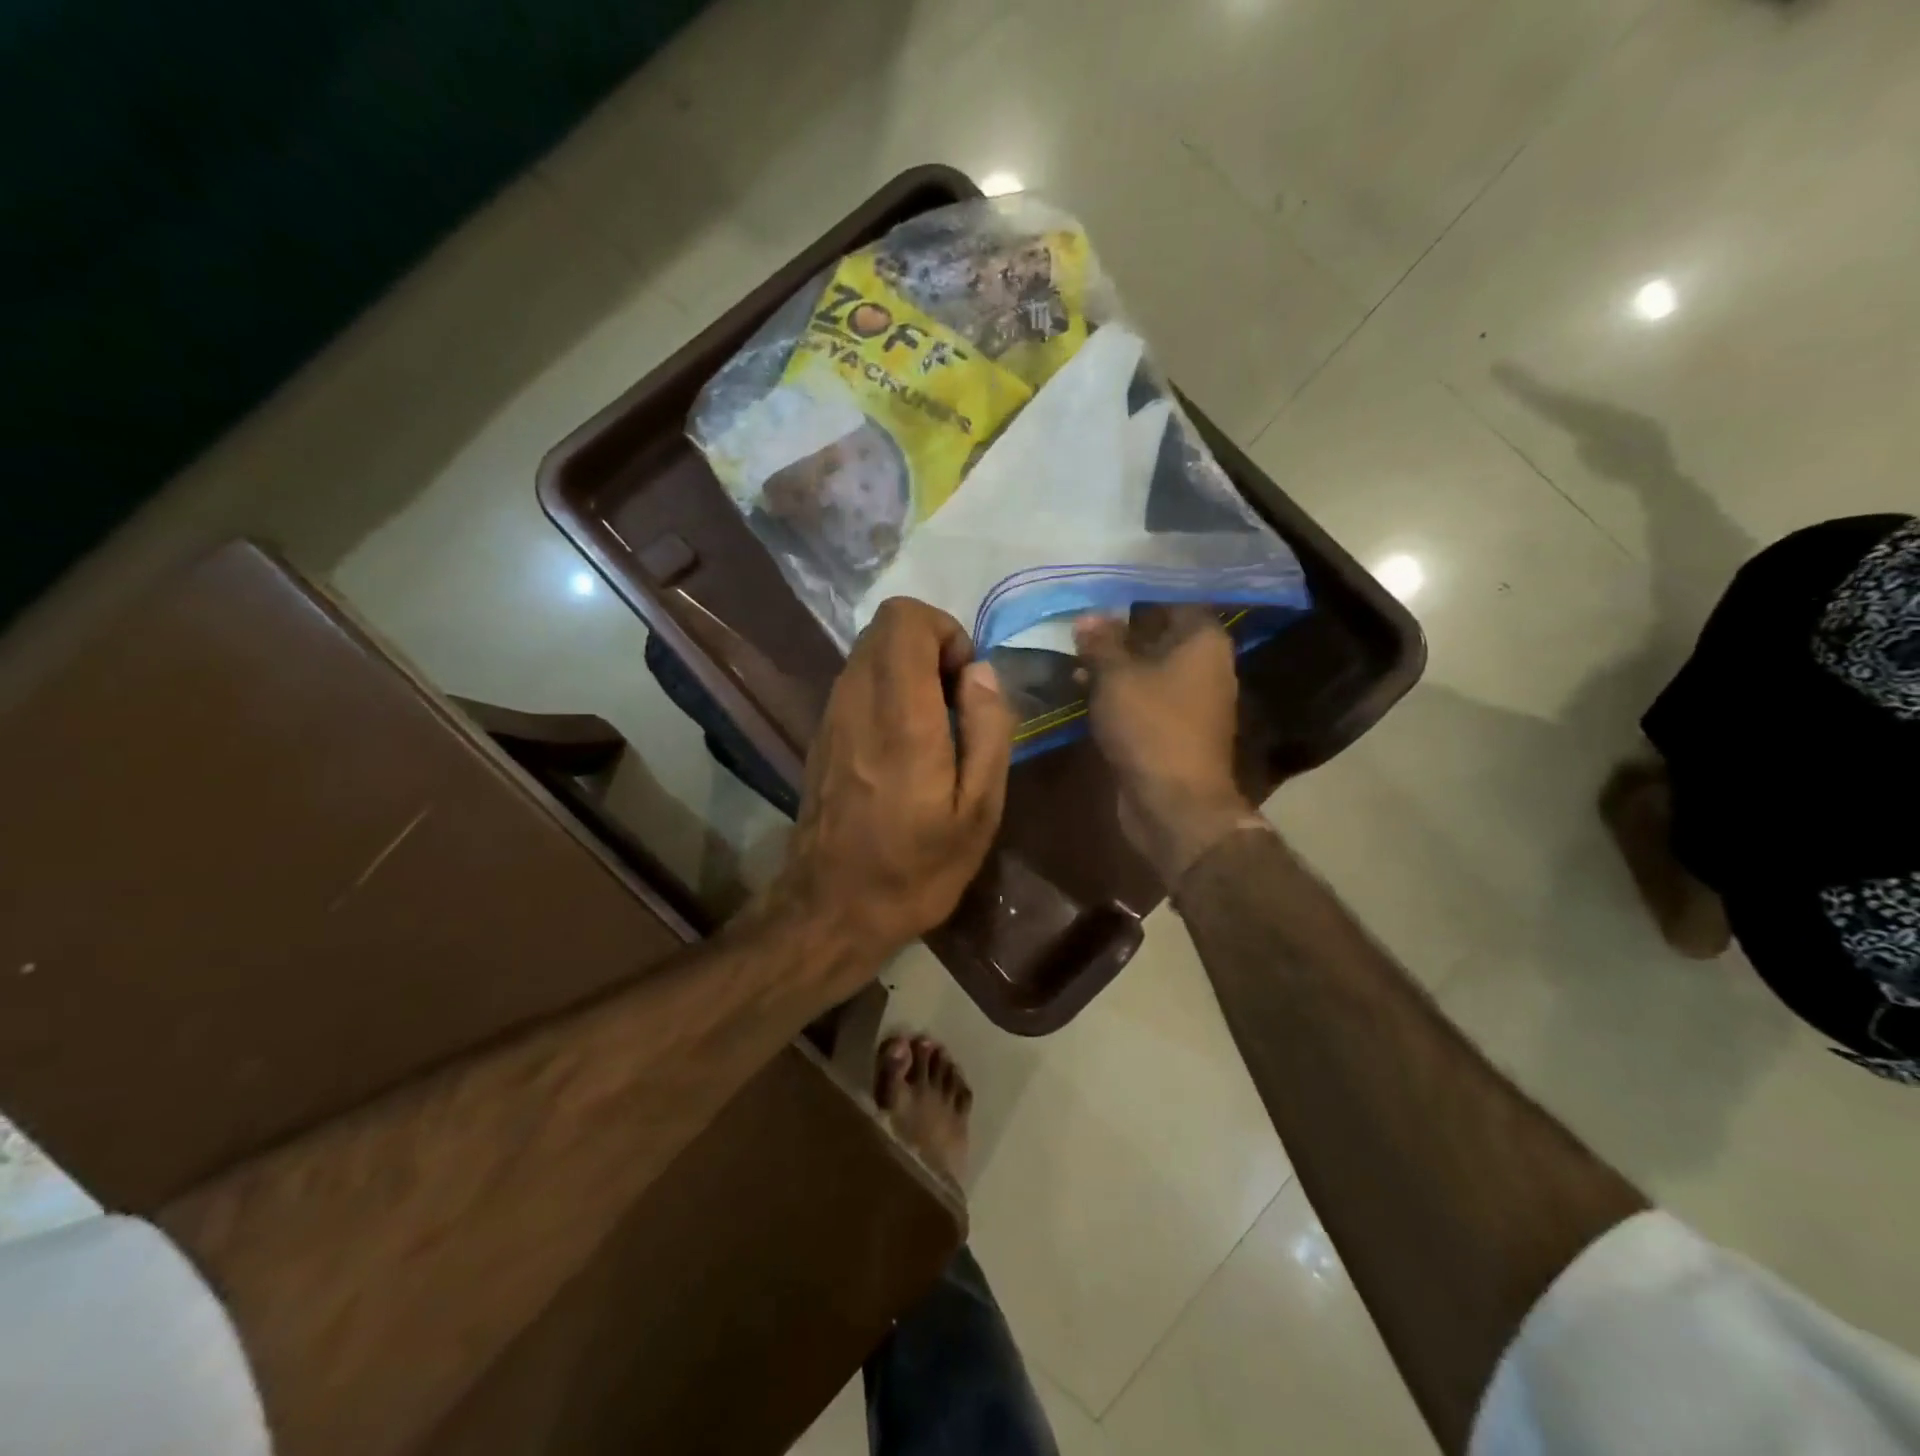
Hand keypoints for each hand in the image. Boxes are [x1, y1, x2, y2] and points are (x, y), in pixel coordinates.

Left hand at [773, 598, 1015, 977]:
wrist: (832, 909)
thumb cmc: (916, 868)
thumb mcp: (979, 812)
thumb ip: (988, 730)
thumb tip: (981, 672)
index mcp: (901, 716)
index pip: (905, 619)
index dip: (946, 632)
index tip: (968, 682)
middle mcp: (857, 701)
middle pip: (885, 626)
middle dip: (931, 646)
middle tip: (957, 702)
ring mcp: (831, 716)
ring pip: (869, 652)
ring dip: (909, 669)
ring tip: (936, 726)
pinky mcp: (822, 734)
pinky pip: (857, 682)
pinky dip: (888, 690)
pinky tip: (905, 744)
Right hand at [1076, 608, 1258, 884]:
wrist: (1174, 802)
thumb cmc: (1150, 726)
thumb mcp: (1116, 677)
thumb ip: (1101, 642)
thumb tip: (1088, 617)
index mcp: (1203, 641)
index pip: (1171, 600)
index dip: (1133, 596)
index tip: (1098, 593)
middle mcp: (1205, 664)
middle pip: (1158, 634)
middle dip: (1118, 631)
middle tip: (1078, 625)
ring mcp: (1192, 699)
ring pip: (1149, 668)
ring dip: (1114, 664)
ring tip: (1073, 657)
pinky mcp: (1175, 727)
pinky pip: (1146, 697)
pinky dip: (1120, 691)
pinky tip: (1084, 689)